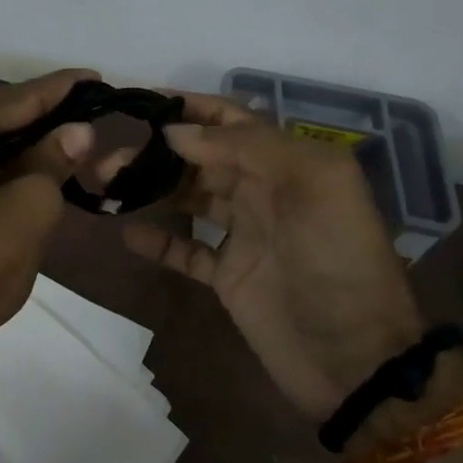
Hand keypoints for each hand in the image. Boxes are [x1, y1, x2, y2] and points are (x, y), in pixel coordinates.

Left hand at [0, 70, 96, 373]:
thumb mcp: (29, 209)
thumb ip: (54, 159)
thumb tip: (79, 130)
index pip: (12, 95)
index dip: (58, 89)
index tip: (94, 78)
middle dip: (34, 114)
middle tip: (80, 120)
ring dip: (10, 138)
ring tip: (57, 143)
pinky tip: (16, 168)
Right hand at [117, 94, 426, 421]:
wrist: (355, 360)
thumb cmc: (337, 262)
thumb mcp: (313, 187)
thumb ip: (248, 148)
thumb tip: (177, 131)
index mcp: (289, 163)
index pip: (231, 121)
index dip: (189, 108)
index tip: (139, 102)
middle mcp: (264, 191)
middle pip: (201, 157)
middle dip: (157, 150)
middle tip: (108, 154)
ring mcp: (245, 234)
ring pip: (189, 197)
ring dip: (151, 188)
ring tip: (107, 183)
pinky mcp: (228, 275)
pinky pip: (187, 249)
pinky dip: (159, 240)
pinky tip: (128, 233)